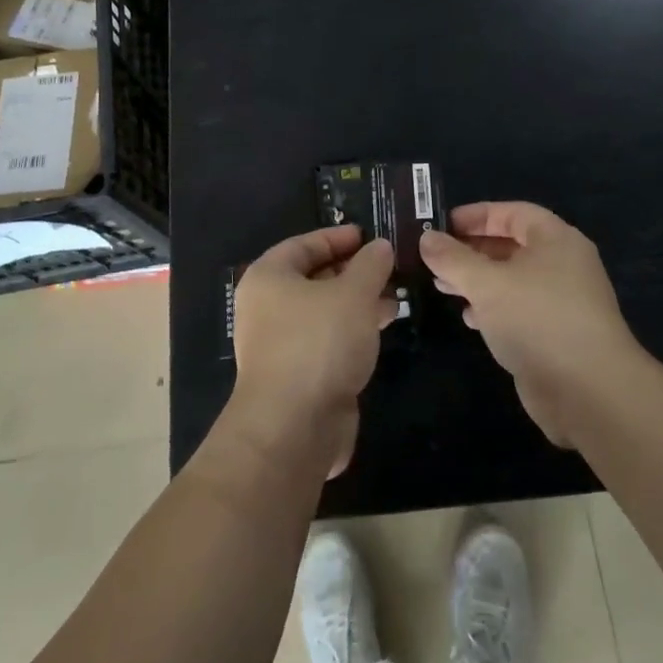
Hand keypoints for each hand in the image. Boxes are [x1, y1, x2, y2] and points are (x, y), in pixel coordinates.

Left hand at [230, 225, 395, 477]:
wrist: (293, 426)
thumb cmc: (318, 343)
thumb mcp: (353, 293)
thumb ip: (370, 265)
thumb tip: (380, 247)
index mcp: (268, 278)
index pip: (303, 245)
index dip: (336, 238)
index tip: (368, 236)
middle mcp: (267, 308)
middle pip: (313, 278)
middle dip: (353, 272)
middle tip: (388, 268)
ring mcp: (280, 344)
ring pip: (323, 312)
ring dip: (357, 303)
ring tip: (395, 298)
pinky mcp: (297, 375)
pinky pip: (327, 341)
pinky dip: (352, 331)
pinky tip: (380, 329)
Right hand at [420, 202, 638, 446]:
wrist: (588, 391)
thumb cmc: (538, 319)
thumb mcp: (487, 283)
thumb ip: (453, 258)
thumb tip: (426, 238)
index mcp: (556, 240)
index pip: (513, 213)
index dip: (476, 215)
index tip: (441, 225)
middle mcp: (562, 265)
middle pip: (511, 246)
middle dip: (471, 251)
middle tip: (434, 258)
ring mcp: (561, 302)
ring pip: (512, 280)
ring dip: (477, 281)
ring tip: (442, 287)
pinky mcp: (555, 334)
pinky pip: (518, 310)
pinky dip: (492, 309)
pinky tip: (469, 318)